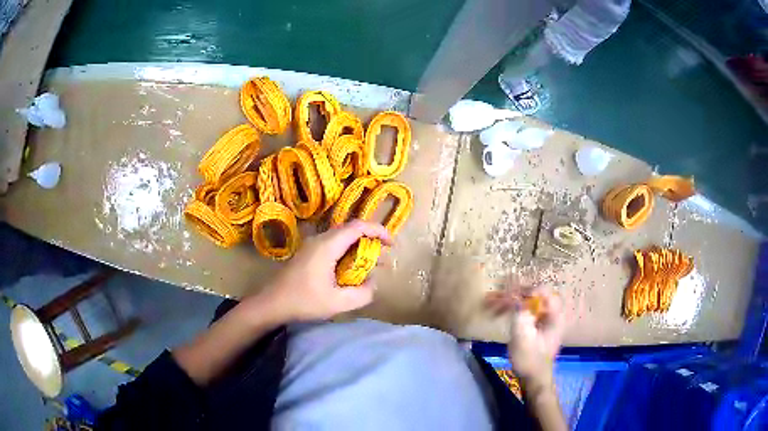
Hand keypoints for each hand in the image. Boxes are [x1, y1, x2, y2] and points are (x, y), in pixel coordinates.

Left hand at [257, 220, 392, 321]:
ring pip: (341, 237)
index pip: (358, 226)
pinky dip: (346, 251)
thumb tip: (373, 283)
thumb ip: (363, 294)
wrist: (271, 303)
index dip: (379, 230)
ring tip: (369, 264)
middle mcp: (320, 239)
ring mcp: (311, 245)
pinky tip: (348, 269)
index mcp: (327, 246)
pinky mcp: (307, 252)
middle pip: (350, 229)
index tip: (392, 243)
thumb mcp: (338, 303)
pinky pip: (332, 244)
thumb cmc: (303, 301)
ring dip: (357, 246)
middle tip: (382, 257)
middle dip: (370, 239)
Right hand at [486, 287, 564, 383]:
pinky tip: (499, 314)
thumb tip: (513, 294)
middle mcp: (552, 314)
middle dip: (513, 295)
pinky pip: (525, 312)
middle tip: (495, 299)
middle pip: (533, 295)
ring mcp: (545, 320)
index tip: (508, 296)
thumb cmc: (530, 360)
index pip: (543, 291)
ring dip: (510, 303)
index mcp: (555, 314)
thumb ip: (519, 312)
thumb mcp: (522, 336)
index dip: (525, 290)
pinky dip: (513, 311)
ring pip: (527, 303)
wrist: (534, 380)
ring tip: (491, 305)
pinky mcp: (537, 327)